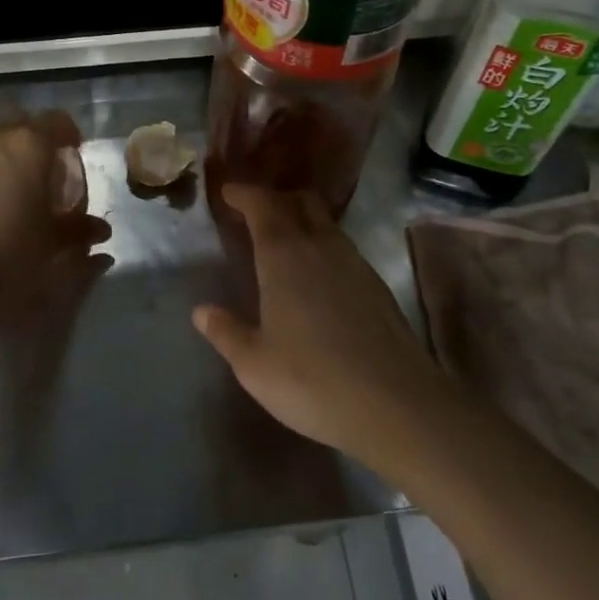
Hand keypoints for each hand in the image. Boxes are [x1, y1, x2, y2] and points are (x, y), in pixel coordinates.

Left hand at [0, 111, 108, 302]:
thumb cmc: (12, 251)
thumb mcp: (55, 242)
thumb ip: (80, 229)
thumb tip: (100, 230)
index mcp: (29, 144)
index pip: (58, 121)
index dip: (70, 136)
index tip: (73, 157)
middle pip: (22, 126)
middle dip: (35, 145)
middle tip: (43, 176)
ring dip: (5, 159)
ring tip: (11, 193)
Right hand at [191, 185, 455, 469]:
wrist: (396, 406)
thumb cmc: (312, 381)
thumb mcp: (254, 364)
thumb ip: (226, 332)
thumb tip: (202, 311)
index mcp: (284, 256)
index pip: (263, 204)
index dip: (244, 194)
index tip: (228, 193)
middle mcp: (322, 246)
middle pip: (300, 202)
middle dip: (275, 199)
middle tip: (254, 214)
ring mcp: (355, 264)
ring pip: (326, 223)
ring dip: (301, 221)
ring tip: (281, 244)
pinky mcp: (377, 286)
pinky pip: (342, 248)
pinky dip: (322, 246)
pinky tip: (315, 278)